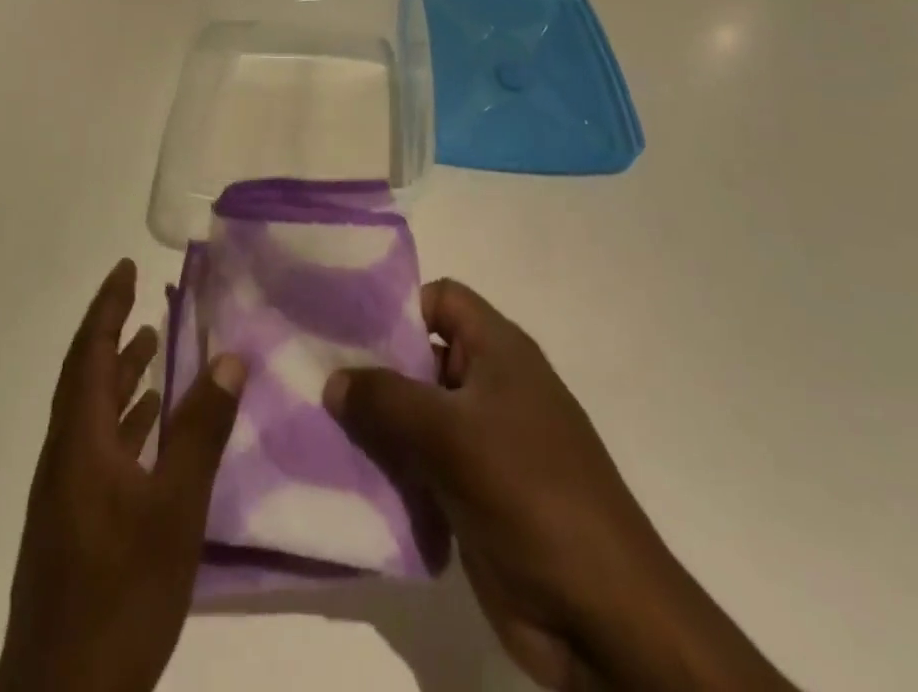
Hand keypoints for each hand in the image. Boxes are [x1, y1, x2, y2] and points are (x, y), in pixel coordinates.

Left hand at [0, 259, 247, 691]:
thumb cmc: (119, 594)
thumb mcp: (174, 508)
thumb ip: (202, 430)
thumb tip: (229, 358)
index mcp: (80, 440)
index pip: (90, 352)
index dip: (107, 306)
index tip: (125, 268)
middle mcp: (65, 456)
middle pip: (86, 377)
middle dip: (112, 332)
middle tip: (141, 298)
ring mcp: (66, 494)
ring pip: (92, 414)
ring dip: (120, 377)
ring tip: (153, 349)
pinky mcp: (73, 526)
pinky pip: (98, 447)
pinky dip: (125, 423)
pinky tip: (152, 430)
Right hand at [324, 280, 796, 691]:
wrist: (604, 619)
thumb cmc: (532, 496)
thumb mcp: (452, 435)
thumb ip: (386, 399)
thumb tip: (333, 378)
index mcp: (498, 351)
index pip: (440, 299)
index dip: (397, 305)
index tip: (345, 327)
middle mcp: (490, 386)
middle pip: (420, 355)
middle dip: (372, 367)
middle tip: (313, 376)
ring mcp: (483, 442)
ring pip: (415, 414)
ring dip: (374, 423)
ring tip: (317, 425)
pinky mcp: (473, 493)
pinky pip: (420, 463)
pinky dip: (389, 467)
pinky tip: (346, 475)